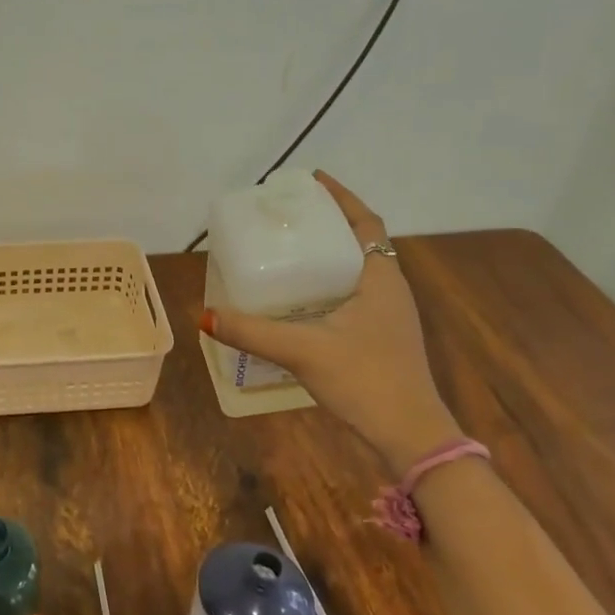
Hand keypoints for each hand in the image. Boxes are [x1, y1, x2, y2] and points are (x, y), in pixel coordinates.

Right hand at [201, 171, 462, 471]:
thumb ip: (252, 332)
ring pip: (359, 271)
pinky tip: (303, 302)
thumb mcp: (302, 350)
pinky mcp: (383, 338)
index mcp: (381, 278)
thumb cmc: (365, 379)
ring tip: (291, 252)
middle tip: (289, 217)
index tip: (313, 180)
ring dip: (330, 255)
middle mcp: (390, 289)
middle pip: (362, 242)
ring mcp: (390, 316)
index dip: (342, 198)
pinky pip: (356, 295)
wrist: (410, 434)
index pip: (366, 222)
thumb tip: (205, 315)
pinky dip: (330, 285)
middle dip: (329, 224)